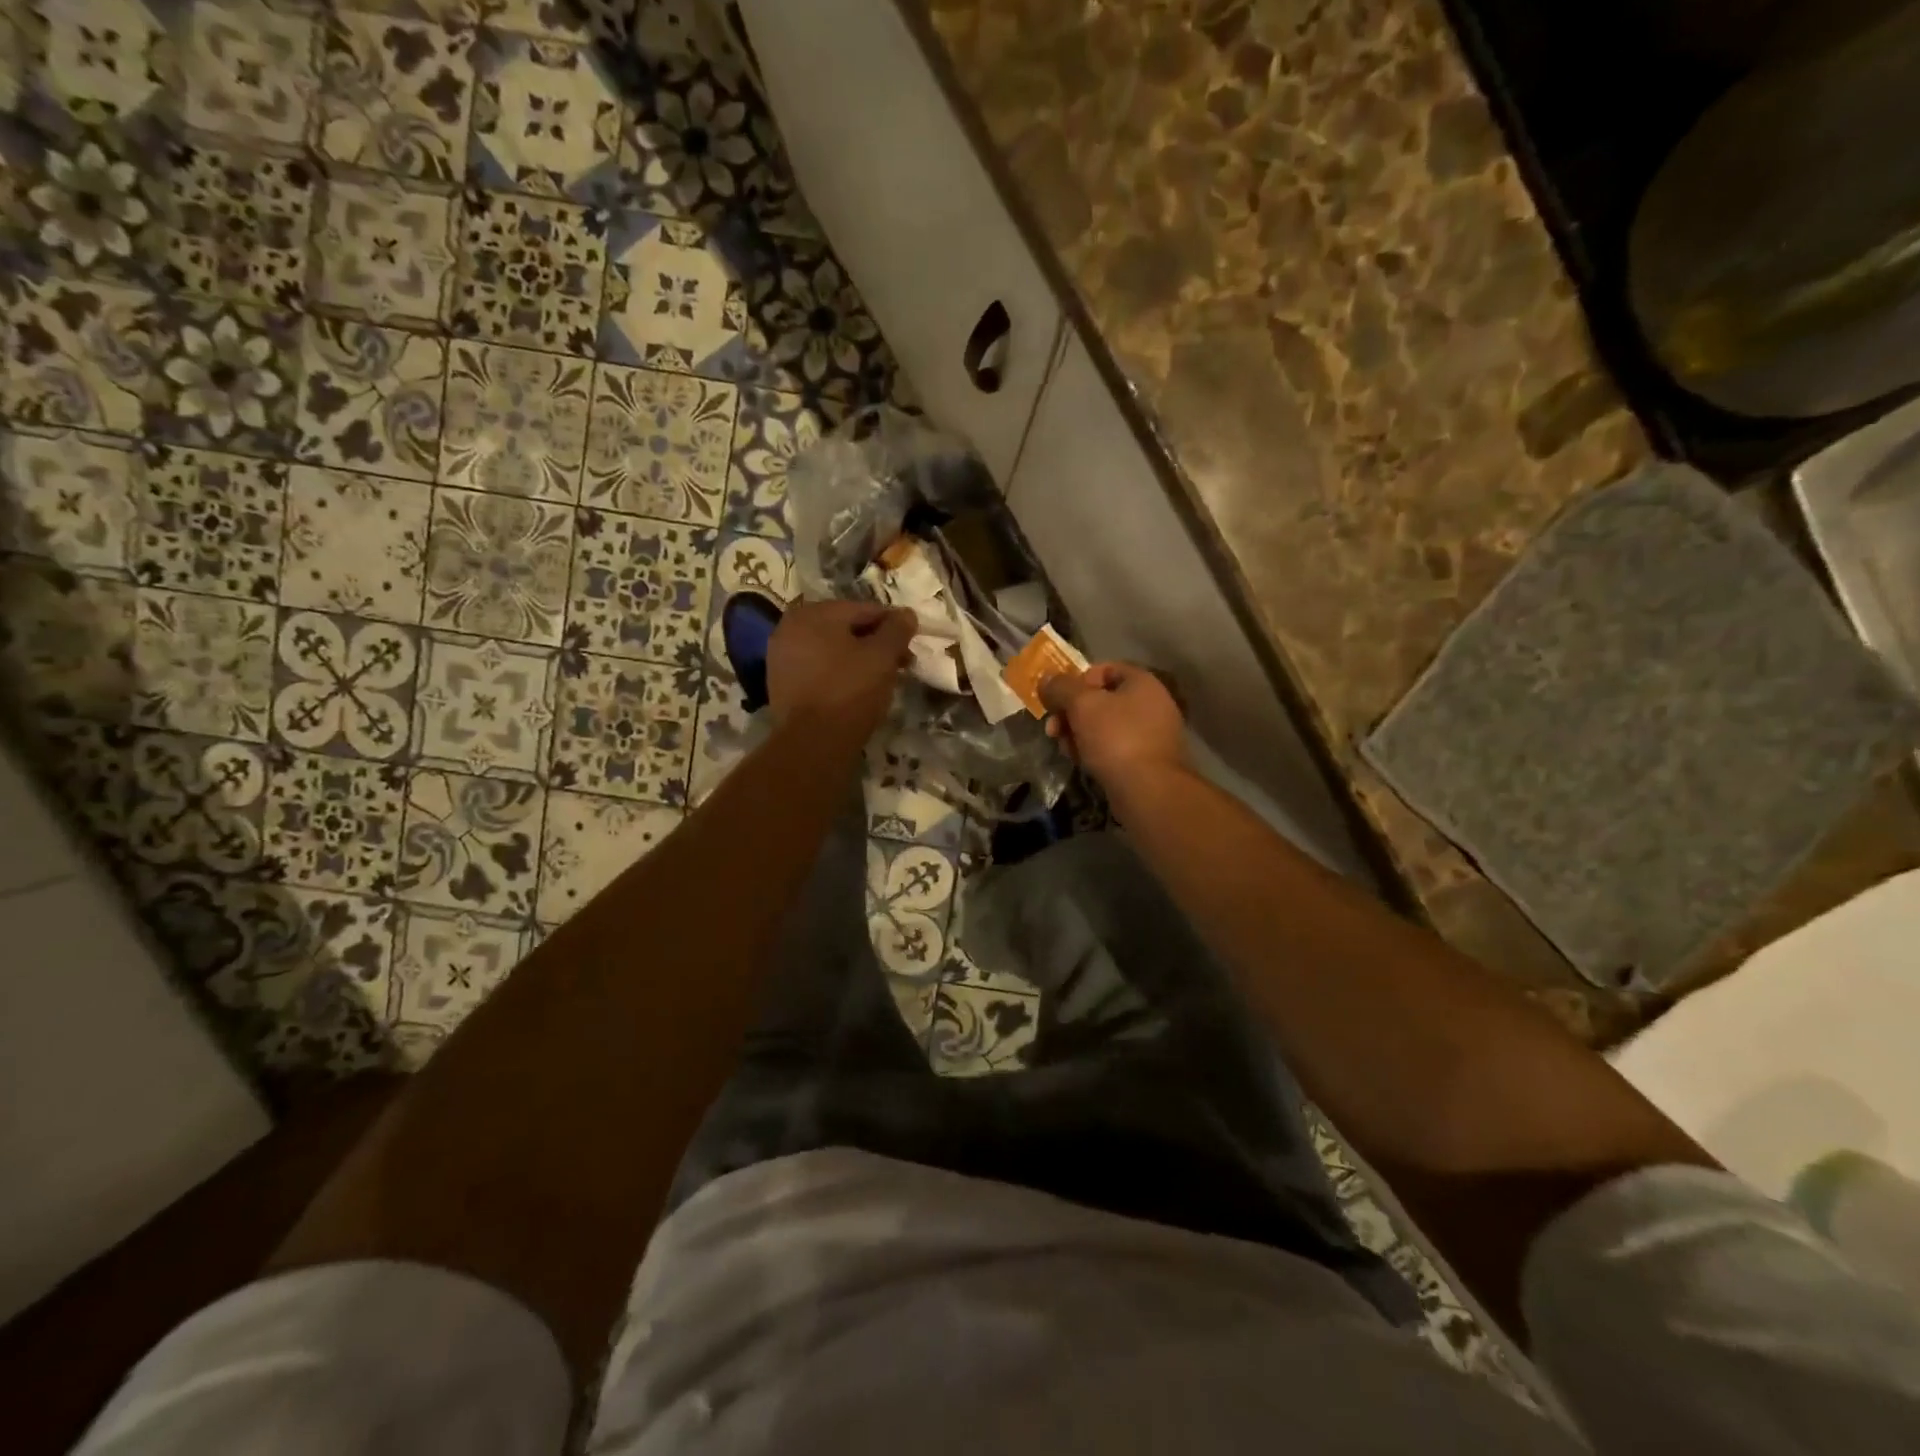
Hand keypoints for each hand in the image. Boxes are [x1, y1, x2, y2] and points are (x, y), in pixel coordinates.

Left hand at [767, 600, 916, 730]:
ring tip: (881, 678)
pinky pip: (818, 668)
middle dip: (875, 643)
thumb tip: (906, 614)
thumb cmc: (850, 691)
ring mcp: (781, 656)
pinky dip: (839, 672)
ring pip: (832, 649)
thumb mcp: (882, 656)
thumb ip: (896, 630)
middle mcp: (791, 627)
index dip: (893, 625)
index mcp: (814, 613)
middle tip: (900, 664)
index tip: (911, 644)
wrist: (813, 743)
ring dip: (858, 658)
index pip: (864, 610)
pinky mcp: (782, 683)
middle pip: (845, 628)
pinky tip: (856, 689)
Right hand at [1039, 662, 1186, 786]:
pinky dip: (1094, 751)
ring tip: (1064, 748)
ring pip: (1104, 726)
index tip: (1058, 699)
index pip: (1104, 669)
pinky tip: (1080, 762)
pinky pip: (1114, 747)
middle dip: (1072, 712)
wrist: (1148, 790)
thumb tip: (1046, 680)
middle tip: (1053, 728)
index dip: (1077, 680)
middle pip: (1101, 700)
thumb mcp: (1082, 704)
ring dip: (1078, 733)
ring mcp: (1151, 734)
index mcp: (1142, 682)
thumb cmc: (1116, 738)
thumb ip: (1061, 687)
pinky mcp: (1146, 761)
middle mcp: (1152, 704)